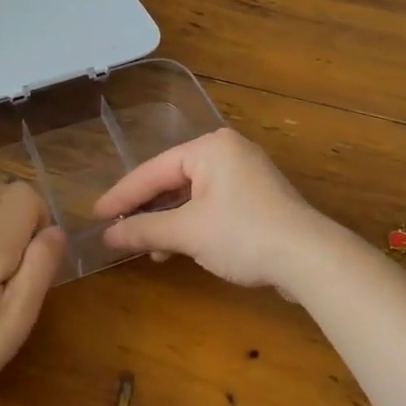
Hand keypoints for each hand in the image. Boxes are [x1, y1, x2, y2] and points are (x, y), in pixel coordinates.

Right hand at [93, 128, 343, 296]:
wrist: (308, 257)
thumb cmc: (243, 234)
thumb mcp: (188, 232)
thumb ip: (145, 229)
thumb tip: (108, 235)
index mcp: (210, 147)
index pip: (154, 169)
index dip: (122, 194)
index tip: (96, 214)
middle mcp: (228, 152)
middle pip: (173, 179)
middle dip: (147, 208)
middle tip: (117, 229)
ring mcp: (246, 174)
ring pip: (193, 194)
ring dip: (169, 220)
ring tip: (147, 247)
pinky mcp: (258, 198)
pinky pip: (212, 204)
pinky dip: (192, 223)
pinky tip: (179, 246)